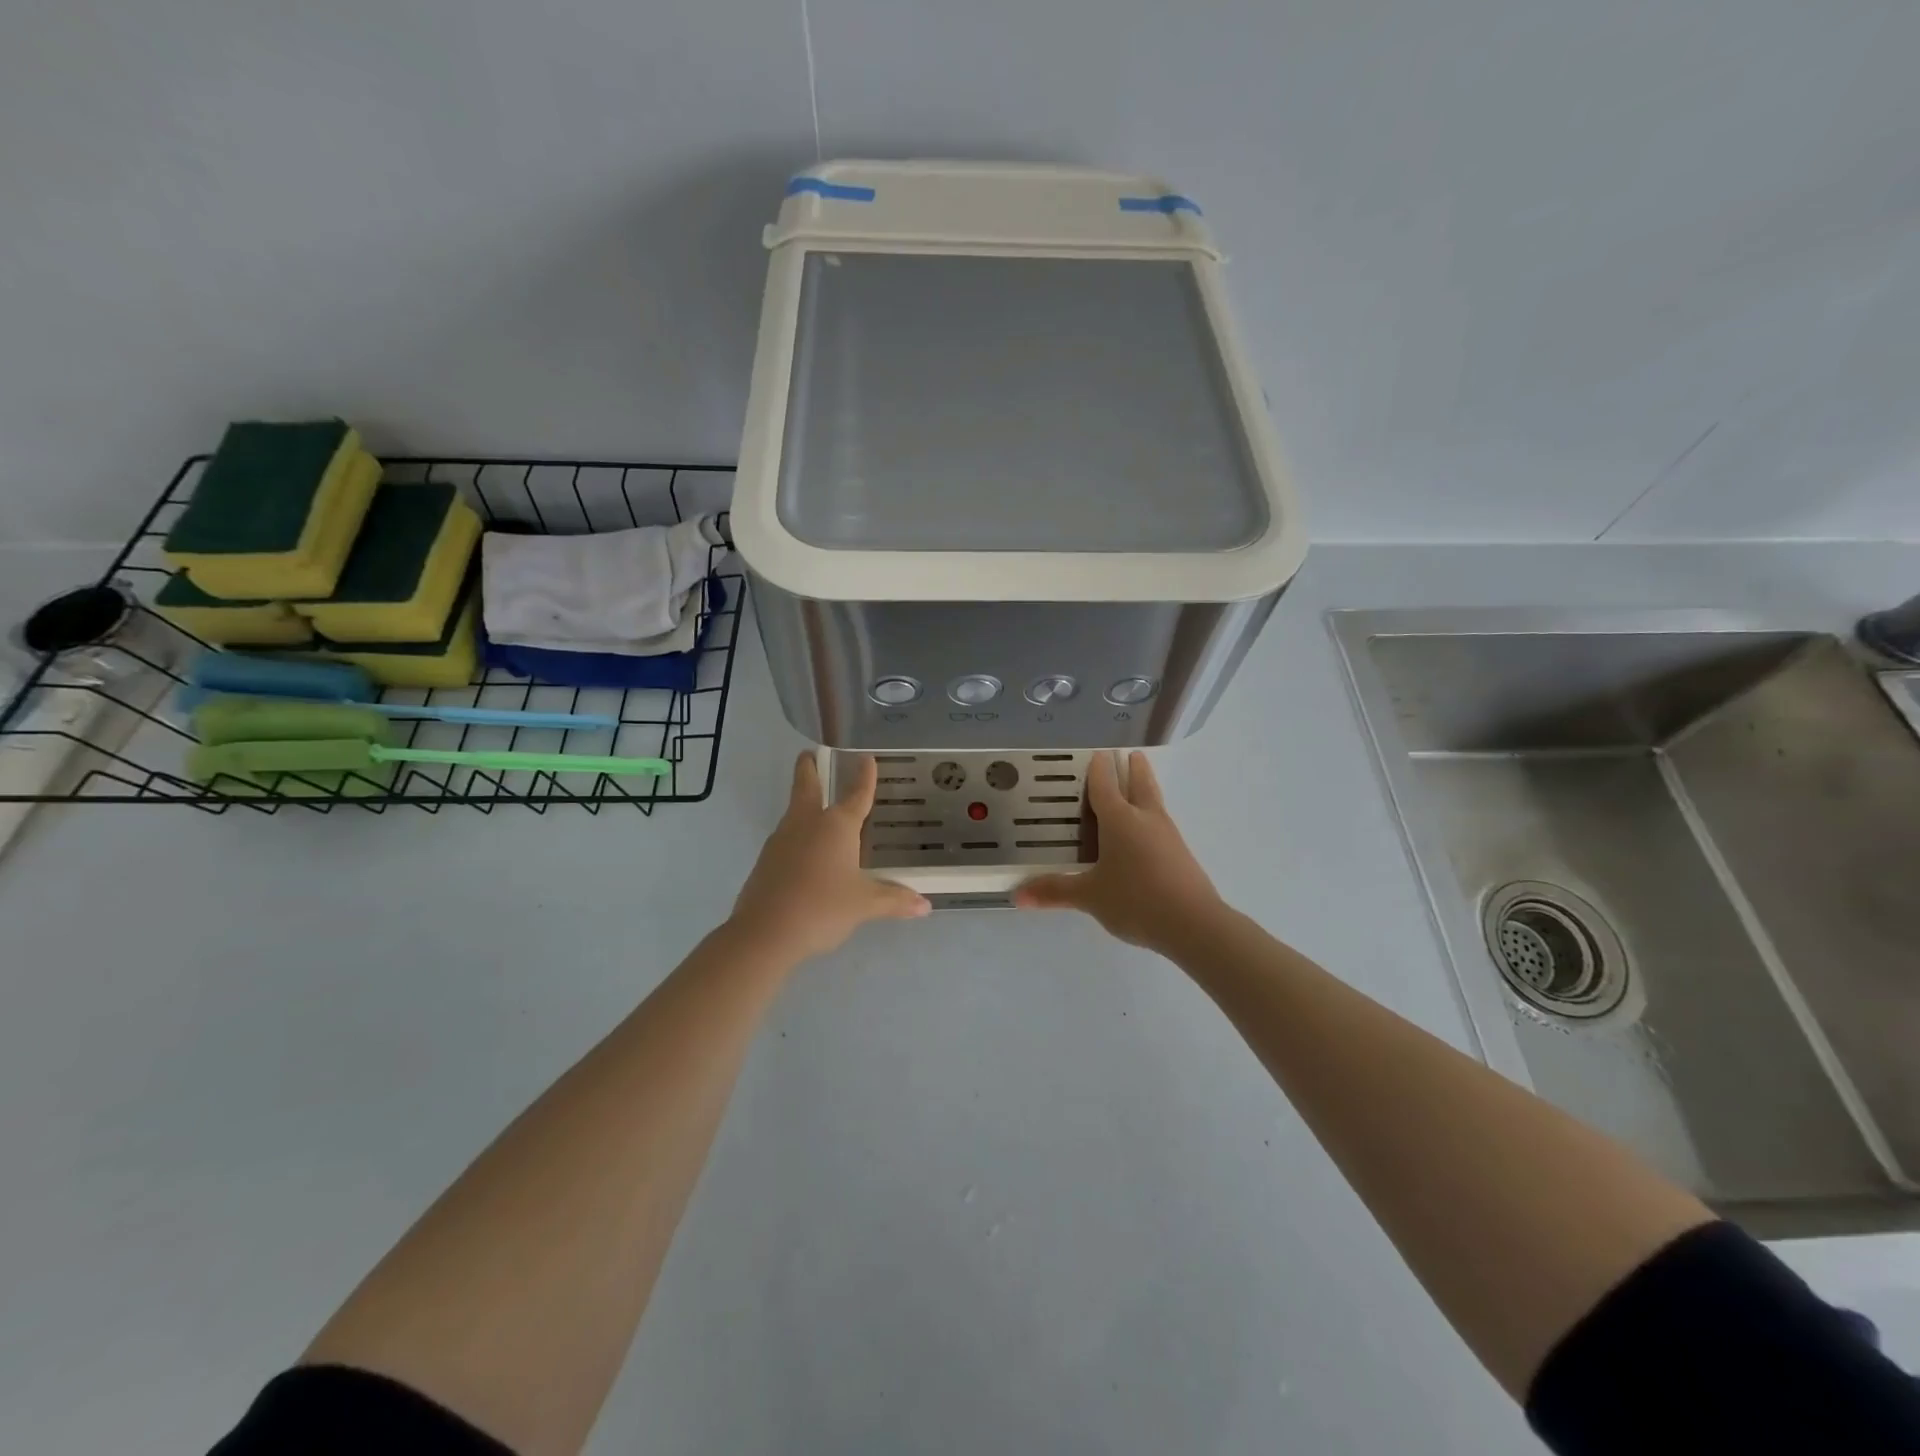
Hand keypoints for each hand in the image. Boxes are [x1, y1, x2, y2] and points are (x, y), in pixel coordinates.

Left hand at [729, 752, 930, 960]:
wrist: (764, 933)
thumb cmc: (822, 908)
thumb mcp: (864, 905)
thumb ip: (894, 900)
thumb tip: (925, 905)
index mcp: (836, 825)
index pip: (856, 794)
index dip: (864, 776)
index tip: (866, 757)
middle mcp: (807, 823)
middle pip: (806, 785)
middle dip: (809, 767)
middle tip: (810, 752)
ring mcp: (781, 840)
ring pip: (794, 811)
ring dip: (803, 801)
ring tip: (816, 805)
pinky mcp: (766, 860)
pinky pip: (786, 838)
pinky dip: (797, 834)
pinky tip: (806, 852)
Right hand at [1014, 751, 1223, 953]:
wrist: (1194, 924)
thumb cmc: (1135, 900)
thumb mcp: (1090, 896)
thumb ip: (1055, 891)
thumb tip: (1017, 896)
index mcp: (1120, 819)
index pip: (1105, 786)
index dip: (1099, 769)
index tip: (1096, 754)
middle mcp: (1145, 819)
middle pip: (1140, 784)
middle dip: (1133, 768)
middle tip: (1130, 754)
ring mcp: (1168, 836)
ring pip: (1155, 802)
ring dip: (1147, 788)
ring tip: (1140, 784)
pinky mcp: (1181, 855)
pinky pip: (1162, 825)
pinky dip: (1152, 817)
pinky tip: (1148, 832)